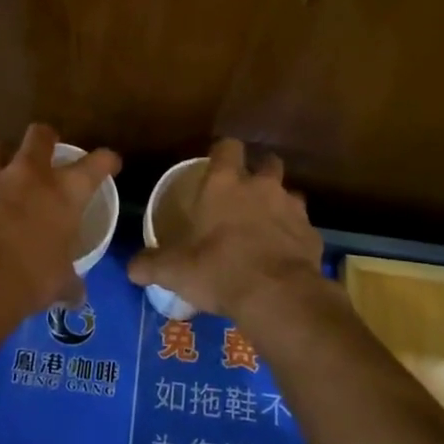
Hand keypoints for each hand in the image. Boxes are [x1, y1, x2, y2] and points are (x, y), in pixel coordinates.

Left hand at [0, 124, 120, 322]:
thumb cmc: (33, 277)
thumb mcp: (61, 282)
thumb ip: (70, 282)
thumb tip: (76, 296)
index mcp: (67, 191)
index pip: (98, 162)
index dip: (107, 160)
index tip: (110, 163)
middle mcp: (32, 175)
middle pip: (40, 134)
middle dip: (46, 138)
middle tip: (48, 151)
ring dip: (6, 157)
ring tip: (8, 174)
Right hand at [128, 138, 323, 322]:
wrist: (277, 296)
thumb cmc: (219, 270)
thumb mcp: (175, 271)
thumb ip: (151, 265)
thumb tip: (131, 268)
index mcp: (225, 184)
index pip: (227, 147)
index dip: (223, 152)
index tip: (216, 163)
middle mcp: (261, 187)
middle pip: (267, 162)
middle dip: (259, 171)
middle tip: (246, 193)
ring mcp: (292, 208)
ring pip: (290, 194)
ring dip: (280, 205)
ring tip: (267, 226)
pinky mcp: (312, 234)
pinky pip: (303, 227)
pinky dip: (294, 236)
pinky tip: (284, 255)